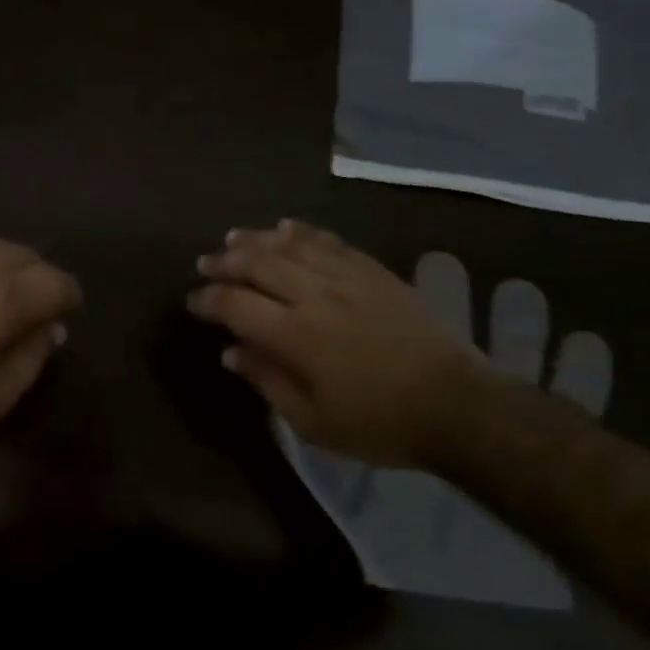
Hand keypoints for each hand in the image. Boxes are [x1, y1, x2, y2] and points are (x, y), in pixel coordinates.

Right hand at [189, 220, 491, 467]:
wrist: (456, 405)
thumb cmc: (379, 423)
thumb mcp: (313, 421)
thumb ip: (267, 381)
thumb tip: (231, 352)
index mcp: (295, 335)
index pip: (236, 304)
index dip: (208, 299)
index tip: (193, 302)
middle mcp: (314, 296)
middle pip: (258, 264)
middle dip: (225, 262)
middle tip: (205, 262)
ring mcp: (346, 278)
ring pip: (290, 245)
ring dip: (257, 239)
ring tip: (234, 238)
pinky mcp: (374, 271)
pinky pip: (330, 241)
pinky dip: (303, 231)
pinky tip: (287, 227)